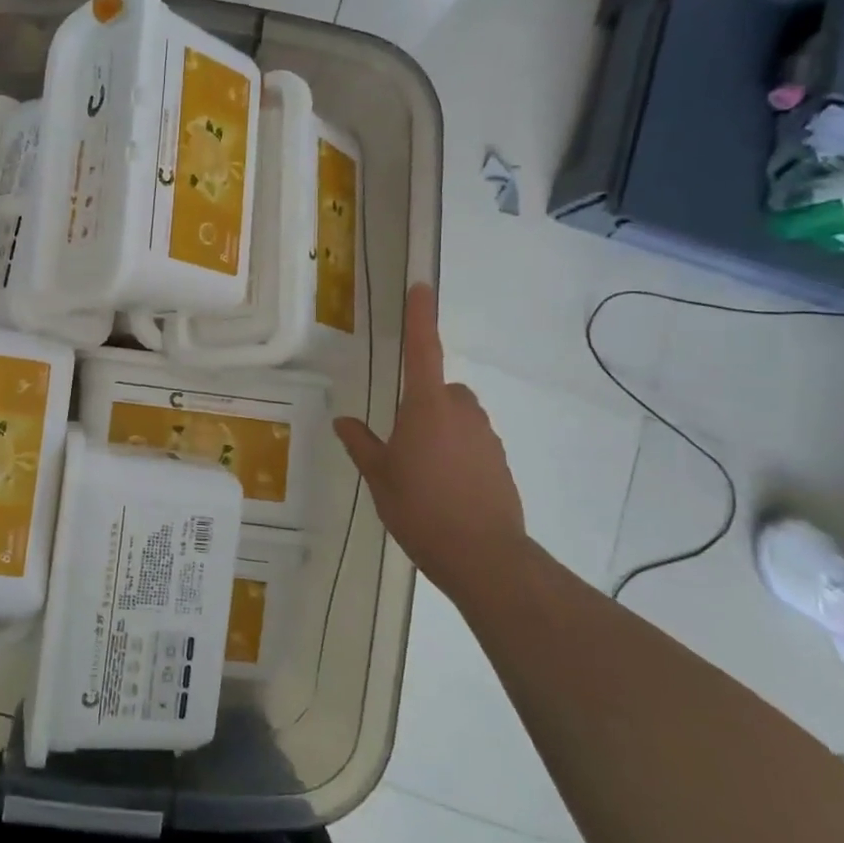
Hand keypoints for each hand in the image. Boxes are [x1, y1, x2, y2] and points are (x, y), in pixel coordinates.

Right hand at [333, 283, 527, 590]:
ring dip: (441, 431)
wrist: (483, 556)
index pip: (422, 351)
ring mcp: (486, 437)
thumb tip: (343, 421)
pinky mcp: (500, 462)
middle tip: (401, 442)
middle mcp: (462, 412)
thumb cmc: (420, 509)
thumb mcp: (378, 476)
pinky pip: (473, 444)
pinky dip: (458, 455)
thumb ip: (361, 444)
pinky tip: (444, 490)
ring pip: (459, 418)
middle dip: (423, 404)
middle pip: (442, 391)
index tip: (422, 286)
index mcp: (426, 407)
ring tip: (421, 473)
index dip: (421, 317)